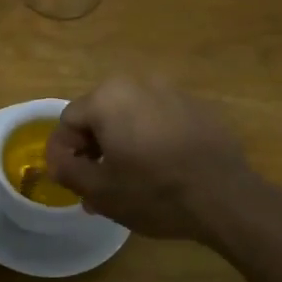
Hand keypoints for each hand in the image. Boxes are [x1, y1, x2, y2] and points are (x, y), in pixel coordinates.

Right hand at [45, 77, 255, 241]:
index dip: (64, 152)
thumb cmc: (154, 193)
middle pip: (100, 114)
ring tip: (129, 178)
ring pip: (131, 115)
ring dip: (122, 142)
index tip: (70, 180)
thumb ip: (67, 169)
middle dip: (93, 147)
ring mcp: (172, 91)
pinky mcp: (197, 106)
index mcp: (108, 98)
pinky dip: (152, 137)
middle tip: (97, 182)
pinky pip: (160, 118)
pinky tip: (162, 168)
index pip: (68, 121)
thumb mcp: (99, 190)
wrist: (226, 197)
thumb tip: (56, 159)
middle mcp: (138, 83)